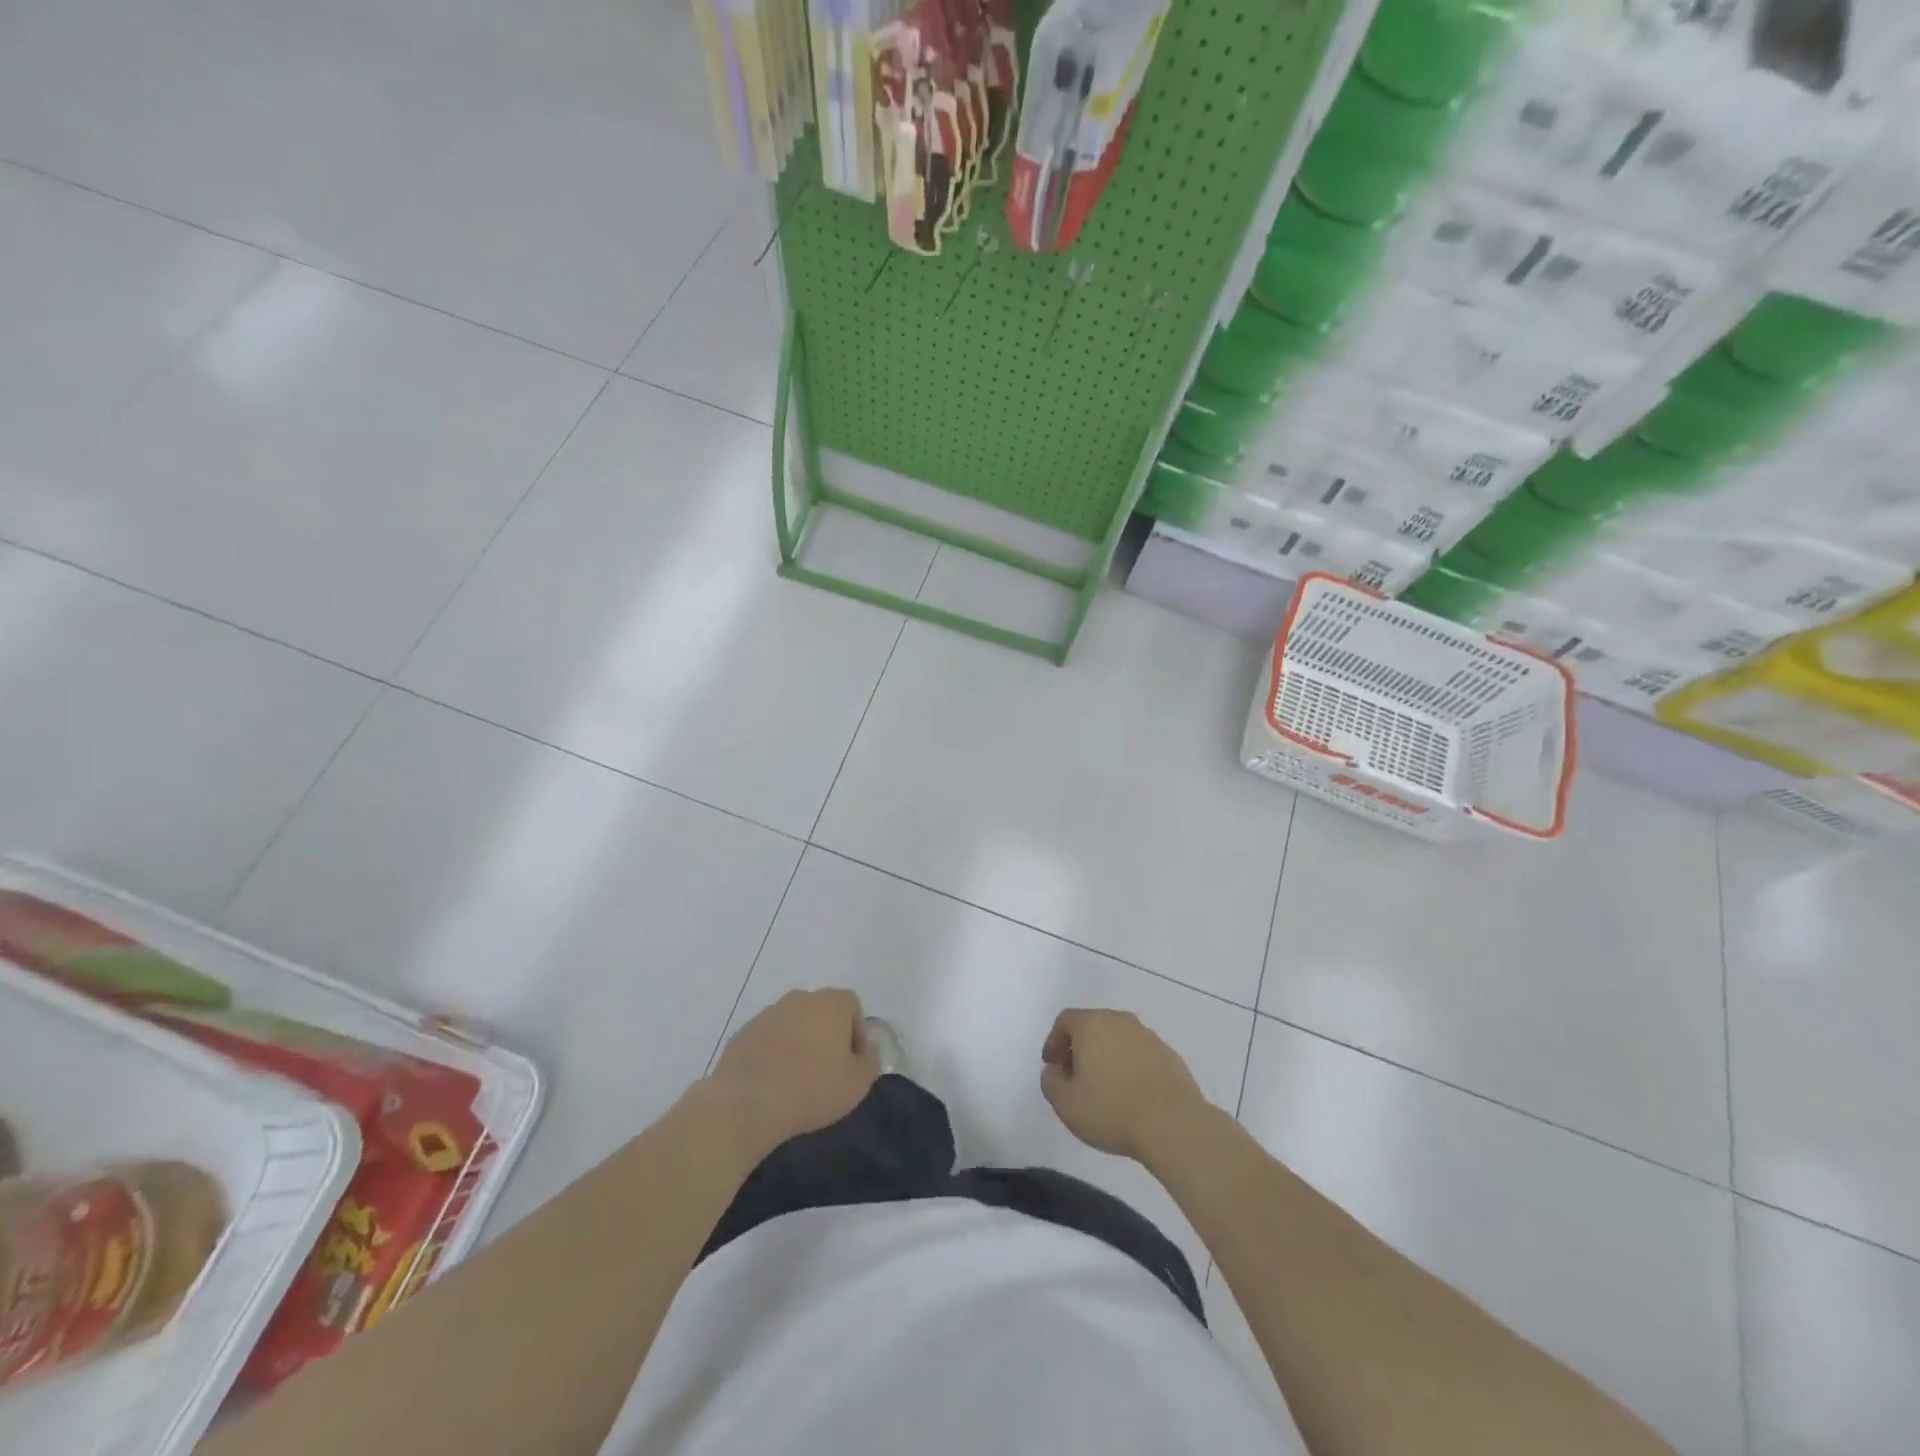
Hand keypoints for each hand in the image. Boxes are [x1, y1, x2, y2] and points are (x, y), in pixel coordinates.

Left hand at [703, 988, 879, 1150]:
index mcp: (830, 1002)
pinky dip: (773, 1053)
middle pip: (821, 1011)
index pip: (852, 1006)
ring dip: (798, 1043)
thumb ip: (871, 1060)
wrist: (747, 1103)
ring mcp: (768, 1013)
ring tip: (796, 1079)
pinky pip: (767, 1039)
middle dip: (826, 1035)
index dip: (856, 1033)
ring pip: (793, 1024)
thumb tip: (868, 1047)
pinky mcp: (743, 1033)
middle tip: (826, 1071)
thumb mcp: (858, 1083)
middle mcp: (799, 998)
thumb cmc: (812, 1088)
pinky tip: (772, 1082)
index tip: (851, 1063)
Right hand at [1040, 1008, 1209, 1161]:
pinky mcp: (1170, 1056)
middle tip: (1074, 1076)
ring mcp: (1149, 1036)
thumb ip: (1050, 1081)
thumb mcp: (1065, 1103)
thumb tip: (1055, 1071)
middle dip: (1080, 1048)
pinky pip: (1140, 1055)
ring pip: (1118, 1039)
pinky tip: (1130, 1095)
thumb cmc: (1111, 1109)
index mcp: (1092, 1024)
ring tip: (1104, 1089)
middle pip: (1093, 1026)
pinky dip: (1130, 1067)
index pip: (1065, 1020)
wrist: (1173, 1125)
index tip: (1052, 1065)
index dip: (1054, 1041)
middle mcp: (1121, 1021)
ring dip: (1106, 1057)